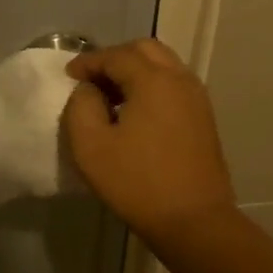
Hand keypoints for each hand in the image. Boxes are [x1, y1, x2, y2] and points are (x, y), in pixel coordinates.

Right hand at [61, 39, 237, 243]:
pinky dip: (152, 86)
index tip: (68, 76)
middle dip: (114, 58)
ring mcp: (197, 99)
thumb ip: (81, 107)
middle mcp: (180, 79)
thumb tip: (89, 90)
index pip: (116, 55)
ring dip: (135, 72)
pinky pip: (174, 86)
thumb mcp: (91, 146)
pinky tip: (135, 114)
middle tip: (91, 81)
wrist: (194, 221)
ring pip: (163, 66)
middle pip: (145, 50)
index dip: (88, 62)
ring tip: (111, 97)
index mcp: (153, 80)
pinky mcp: (204, 119)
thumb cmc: (138, 183)